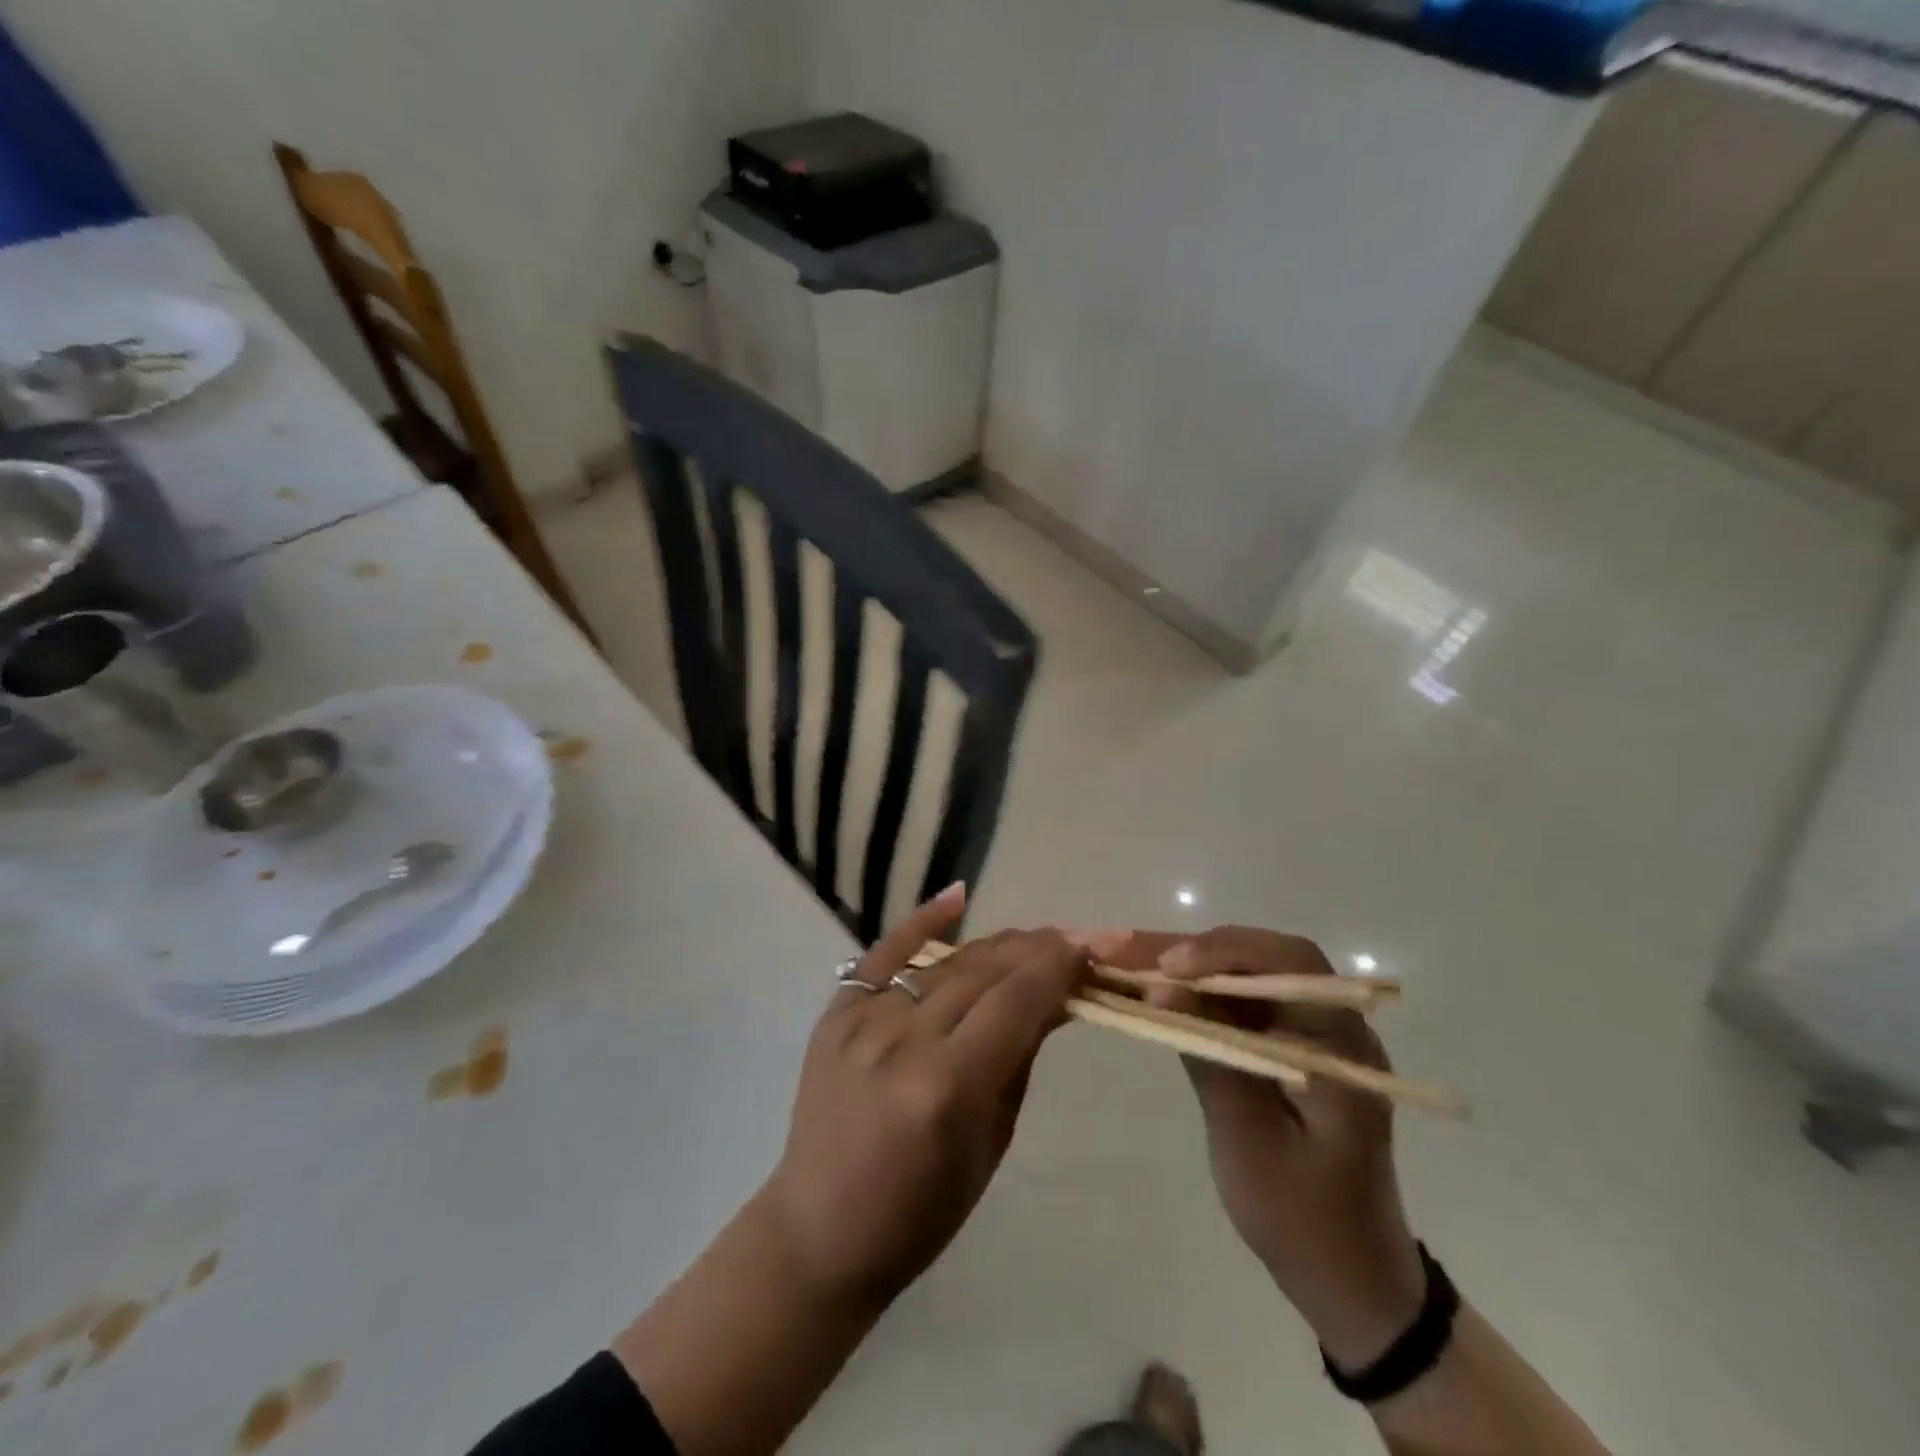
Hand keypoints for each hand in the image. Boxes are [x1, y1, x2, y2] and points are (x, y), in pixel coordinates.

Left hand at [760, 886, 1087, 1312]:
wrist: (820, 1229)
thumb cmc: (921, 1211)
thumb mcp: (990, 1142)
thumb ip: (1020, 1059)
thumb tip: (1057, 998)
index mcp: (947, 1086)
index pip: (1015, 1003)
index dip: (1057, 968)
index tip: (1091, 949)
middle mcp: (904, 1041)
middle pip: (983, 973)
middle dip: (1036, 951)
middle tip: (1075, 940)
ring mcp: (862, 1022)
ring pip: (944, 963)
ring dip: (996, 946)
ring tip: (1035, 938)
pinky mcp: (835, 1014)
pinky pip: (883, 955)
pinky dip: (921, 923)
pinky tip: (959, 896)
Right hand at [1085, 926, 1425, 1368]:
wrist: (1348, 1280)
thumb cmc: (1302, 1217)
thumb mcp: (1248, 1139)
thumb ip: (1209, 1054)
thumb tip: (1163, 987)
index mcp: (1340, 1043)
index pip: (1289, 963)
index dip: (1225, 952)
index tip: (1167, 968)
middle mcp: (1330, 1024)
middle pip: (1259, 958)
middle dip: (1191, 950)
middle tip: (1126, 950)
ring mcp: (1307, 1034)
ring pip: (1243, 975)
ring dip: (1187, 965)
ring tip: (1126, 961)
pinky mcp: (1283, 1047)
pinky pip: (1238, 1002)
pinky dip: (1195, 993)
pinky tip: (1155, 991)